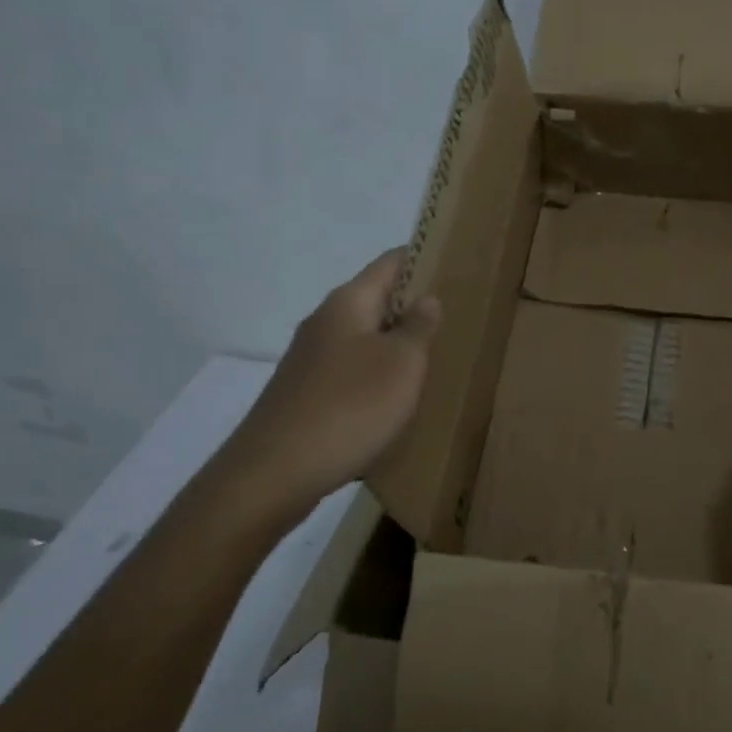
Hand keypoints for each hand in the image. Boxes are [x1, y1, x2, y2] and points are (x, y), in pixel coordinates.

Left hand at [212, 248, 439, 527]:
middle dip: (413, 307)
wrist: (274, 473)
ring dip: (395, 345)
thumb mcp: (402, 364)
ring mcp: (310, 359)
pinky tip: (396, 399)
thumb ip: (418, 327)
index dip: (422, 258)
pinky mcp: (305, 393)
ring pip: (364, 338)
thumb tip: (426, 299)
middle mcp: (325, 322)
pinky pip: (351, 371)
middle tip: (456, 318)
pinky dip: (377, 376)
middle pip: (376, 300)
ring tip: (434, 359)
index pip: (390, 262)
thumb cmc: (350, 407)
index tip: (456, 263)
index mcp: (348, 303)